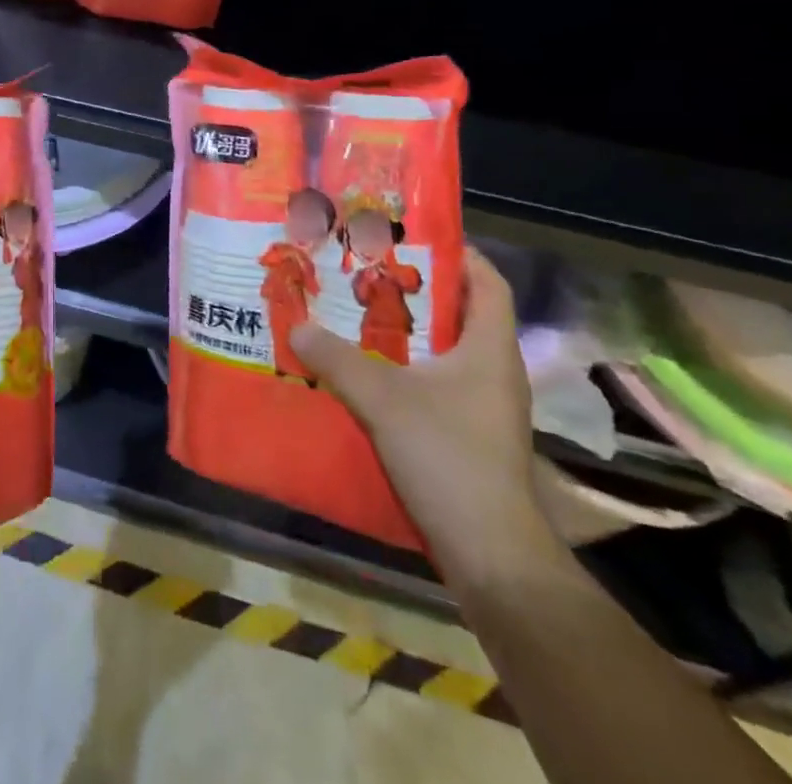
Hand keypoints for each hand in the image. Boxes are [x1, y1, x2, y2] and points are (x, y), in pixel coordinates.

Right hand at [290, 247, 559, 594]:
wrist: (490, 554)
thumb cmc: (448, 457)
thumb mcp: (383, 400)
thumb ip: (336, 359)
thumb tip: (297, 325)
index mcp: (489, 348)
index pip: (488, 281)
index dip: (457, 253)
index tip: (410, 238)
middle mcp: (494, 369)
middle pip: (460, 312)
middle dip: (415, 289)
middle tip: (366, 271)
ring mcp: (484, 405)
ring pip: (445, 350)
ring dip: (406, 331)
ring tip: (356, 314)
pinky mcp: (469, 434)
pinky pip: (437, 383)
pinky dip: (406, 369)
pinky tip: (368, 372)